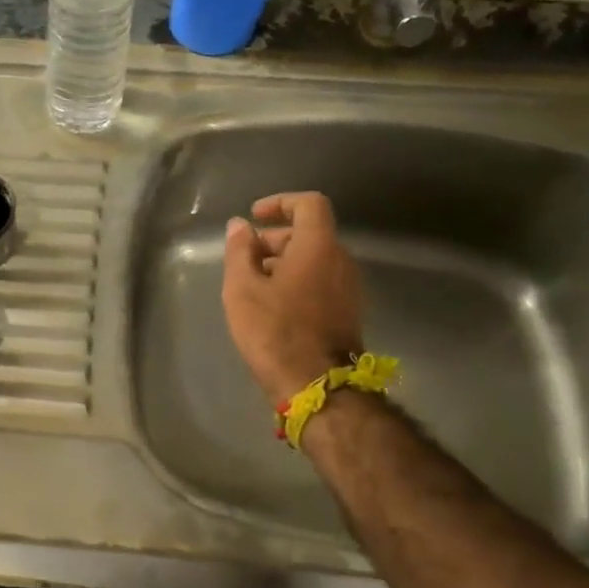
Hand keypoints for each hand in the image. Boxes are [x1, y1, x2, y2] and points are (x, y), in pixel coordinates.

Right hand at [222, 192, 365, 405]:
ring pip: (315, 259)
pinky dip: (297, 281)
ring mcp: (348, 288)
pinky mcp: (347, 312)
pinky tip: (272, 306)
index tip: (255, 215)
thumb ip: (240, 251)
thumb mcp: (242, 289)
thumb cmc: (274, 331)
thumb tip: (240, 225)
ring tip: (253, 284)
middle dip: (276, 238)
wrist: (317, 385)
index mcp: (318, 246)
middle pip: (310, 233)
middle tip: (245, 258)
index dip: (281, 203)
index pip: (309, 204)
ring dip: (284, 262)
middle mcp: (340, 260)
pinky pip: (321, 281)